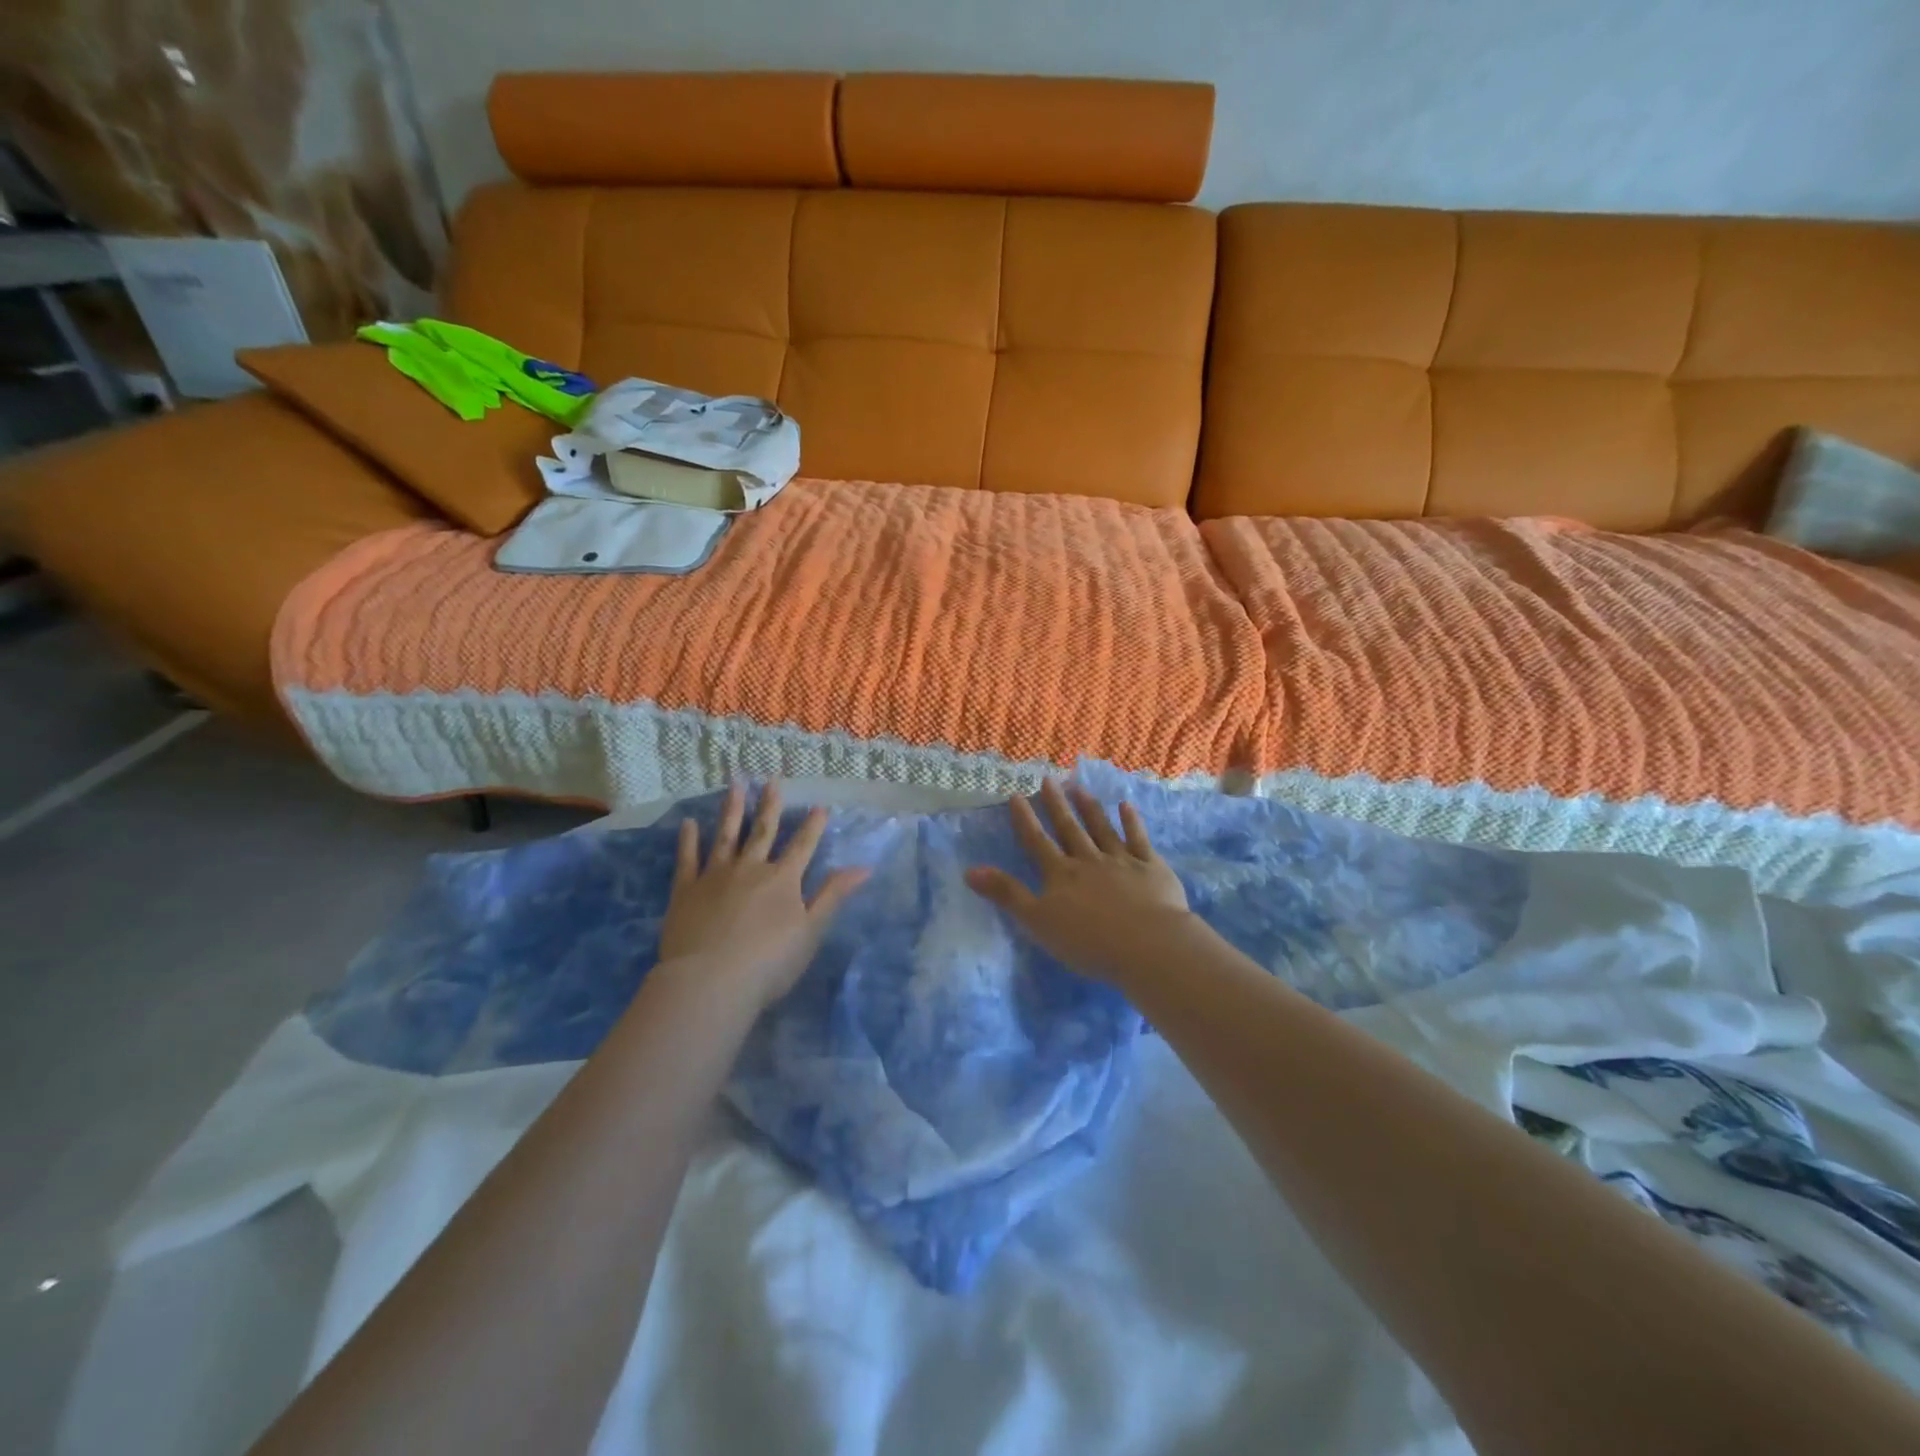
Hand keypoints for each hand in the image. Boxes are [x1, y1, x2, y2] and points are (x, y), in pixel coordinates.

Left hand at [659, 782, 868, 1008]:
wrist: (710, 982)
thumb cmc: (768, 963)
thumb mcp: (811, 932)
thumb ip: (833, 896)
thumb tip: (863, 867)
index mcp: (783, 880)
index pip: (803, 846)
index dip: (812, 825)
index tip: (819, 805)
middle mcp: (751, 868)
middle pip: (763, 831)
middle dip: (770, 806)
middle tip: (772, 780)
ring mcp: (716, 876)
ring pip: (726, 835)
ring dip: (732, 810)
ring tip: (735, 785)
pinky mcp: (686, 890)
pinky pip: (688, 859)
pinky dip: (689, 840)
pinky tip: (689, 823)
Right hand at [966, 779, 1199, 986]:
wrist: (1147, 944)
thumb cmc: (1088, 940)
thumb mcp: (1037, 921)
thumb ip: (1007, 894)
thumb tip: (969, 870)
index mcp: (1061, 875)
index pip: (1037, 842)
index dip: (1025, 819)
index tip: (1016, 794)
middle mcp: (1089, 860)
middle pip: (1069, 829)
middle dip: (1057, 804)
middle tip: (1049, 779)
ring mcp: (1123, 861)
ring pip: (1102, 829)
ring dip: (1090, 808)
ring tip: (1079, 787)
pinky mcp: (1151, 868)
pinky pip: (1139, 840)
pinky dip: (1132, 822)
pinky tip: (1126, 806)